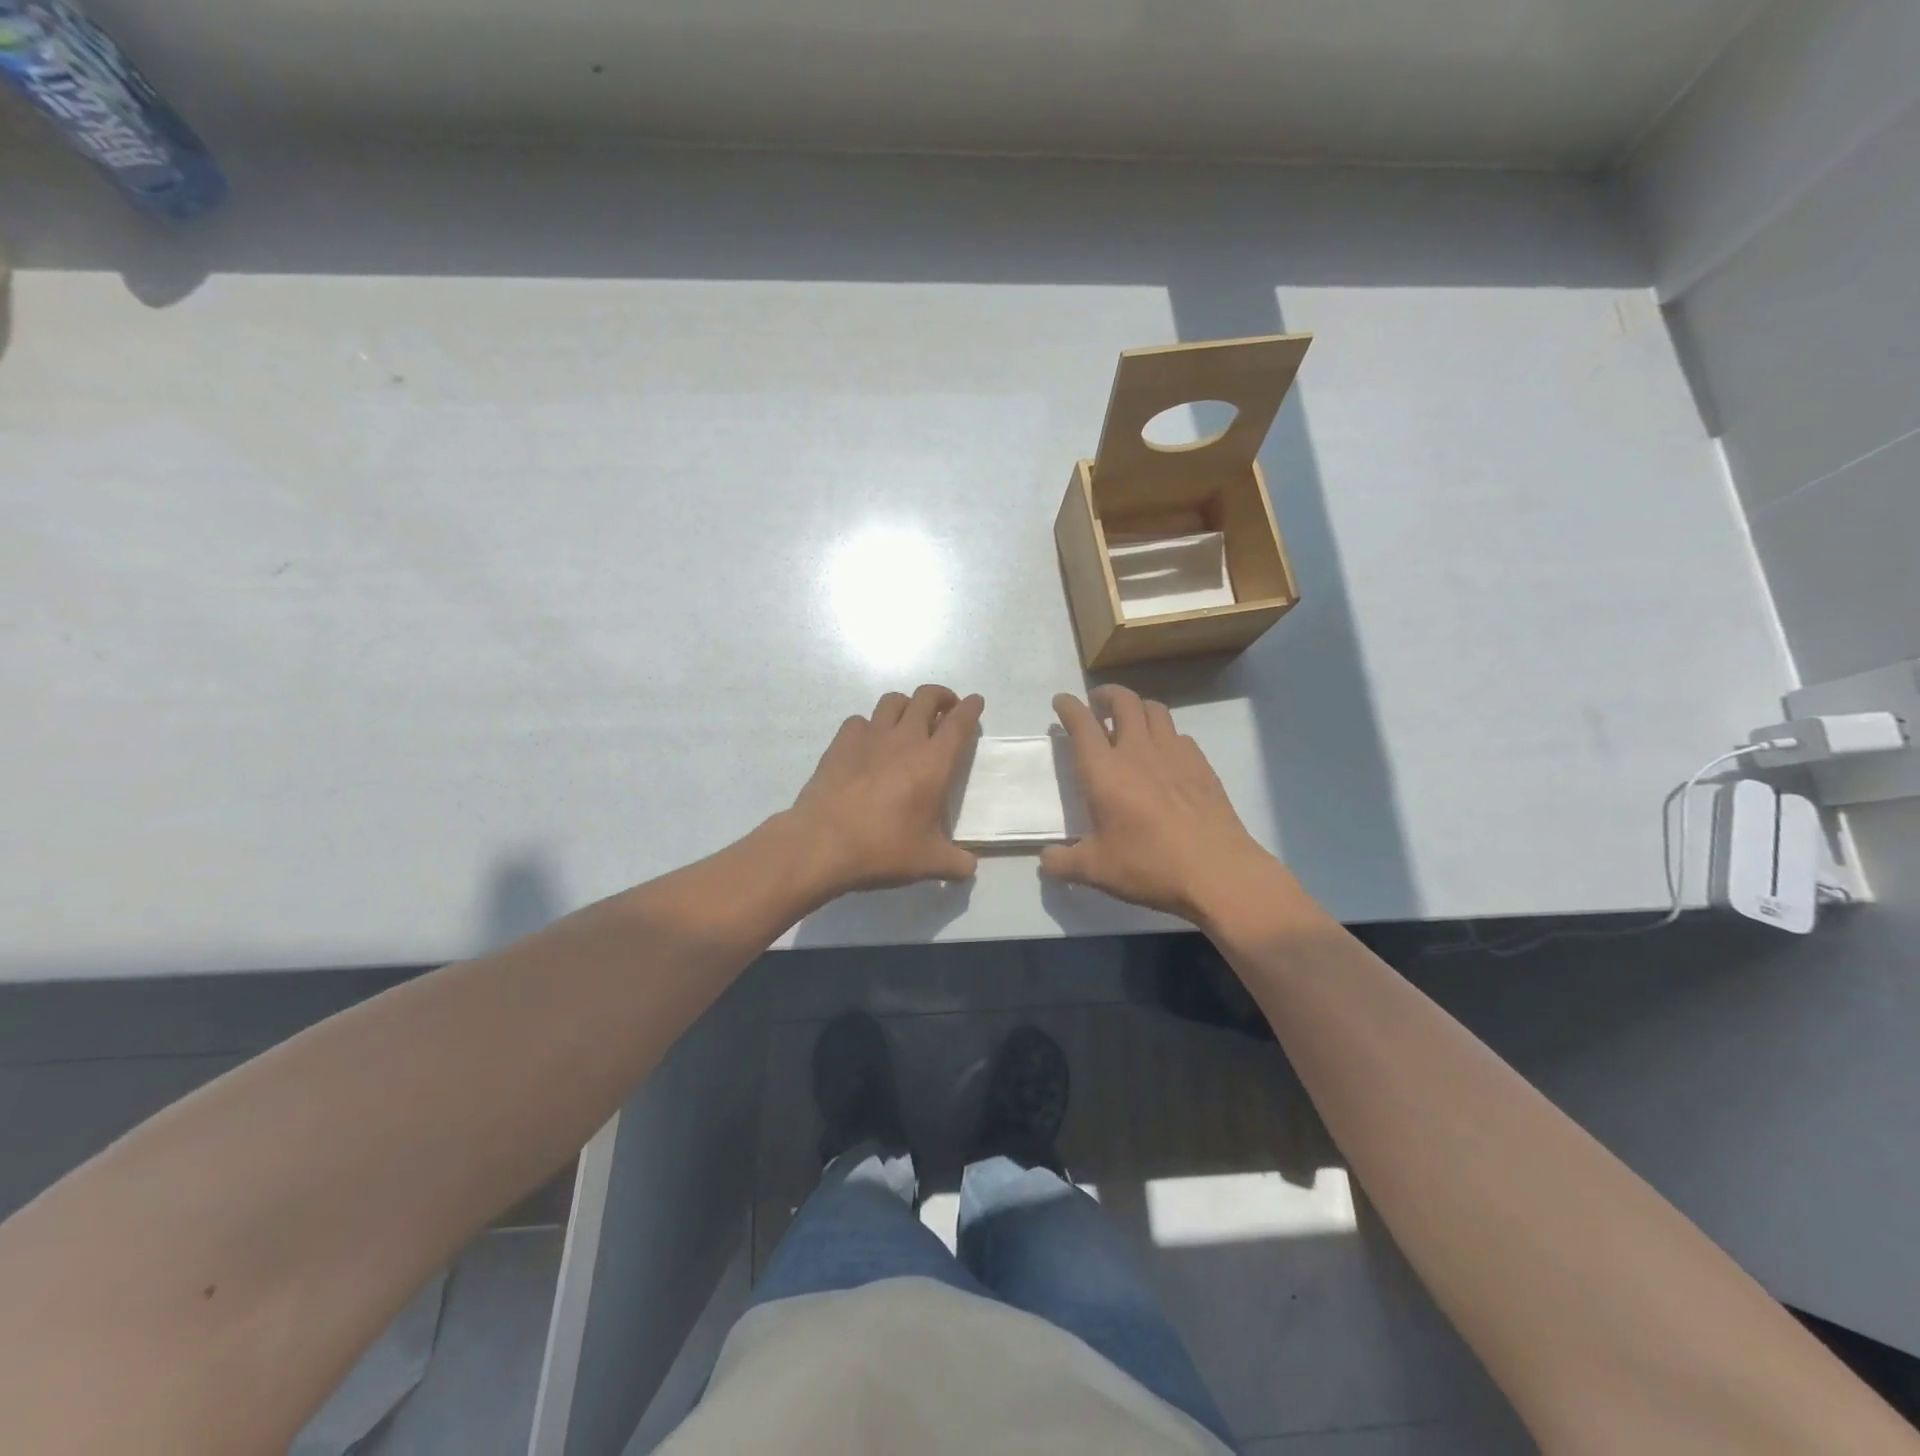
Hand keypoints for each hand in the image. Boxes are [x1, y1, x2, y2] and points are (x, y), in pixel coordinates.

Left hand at [789, 685, 983, 895]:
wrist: (822, 844)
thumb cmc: (882, 849)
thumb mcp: (928, 862)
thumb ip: (955, 863)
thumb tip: (970, 869)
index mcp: (934, 762)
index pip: (959, 722)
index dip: (971, 708)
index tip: (975, 702)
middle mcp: (904, 739)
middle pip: (926, 697)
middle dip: (941, 696)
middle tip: (946, 709)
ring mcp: (869, 737)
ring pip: (893, 701)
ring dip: (907, 704)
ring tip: (909, 720)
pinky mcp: (841, 743)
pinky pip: (860, 720)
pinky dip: (870, 725)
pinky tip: (869, 743)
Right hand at [1041, 686, 1280, 923]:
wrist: (1217, 871)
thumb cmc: (1148, 865)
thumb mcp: (1095, 870)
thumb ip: (1062, 862)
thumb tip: (1046, 859)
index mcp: (1104, 770)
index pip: (1082, 724)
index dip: (1068, 707)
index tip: (1061, 701)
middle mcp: (1138, 751)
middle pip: (1123, 701)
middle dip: (1106, 694)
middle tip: (1097, 704)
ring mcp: (1174, 754)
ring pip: (1155, 710)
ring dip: (1138, 707)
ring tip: (1130, 721)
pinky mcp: (1201, 765)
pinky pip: (1179, 734)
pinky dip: (1165, 734)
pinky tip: (1165, 755)